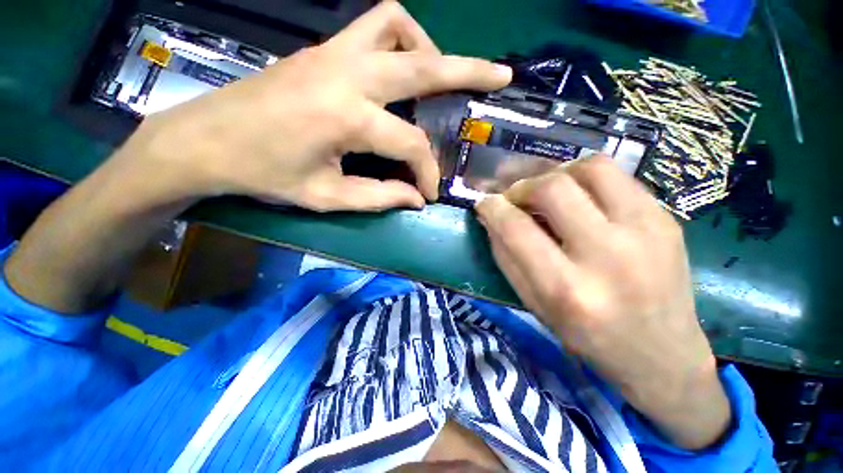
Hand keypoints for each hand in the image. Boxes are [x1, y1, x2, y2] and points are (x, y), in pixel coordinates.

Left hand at [117, 1, 511, 211]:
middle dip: (468, 70)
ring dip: (427, 48)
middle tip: (500, 77)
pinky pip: (372, 28)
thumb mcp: (327, 196)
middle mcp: (346, 74)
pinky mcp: (321, 51)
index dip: (426, 173)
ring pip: (396, 24)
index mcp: (347, 117)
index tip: (428, 194)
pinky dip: (399, 42)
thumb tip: (415, 199)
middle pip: (423, 62)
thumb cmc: (263, 174)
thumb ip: (379, 197)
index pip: (411, 145)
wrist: (204, 141)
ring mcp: (332, 53)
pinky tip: (399, 74)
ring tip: (439, 79)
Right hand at [475, 156, 730, 449]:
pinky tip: (580, 199)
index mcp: (568, 289)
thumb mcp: (534, 304)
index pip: (517, 229)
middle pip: (554, 188)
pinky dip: (585, 180)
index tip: (484, 203)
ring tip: (548, 191)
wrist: (663, 353)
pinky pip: (617, 177)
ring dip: (557, 173)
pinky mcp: (666, 219)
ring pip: (591, 167)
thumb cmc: (587, 336)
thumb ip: (506, 257)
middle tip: (515, 197)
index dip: (492, 207)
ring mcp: (648, 231)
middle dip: (522, 186)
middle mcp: (609, 255)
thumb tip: (491, 216)